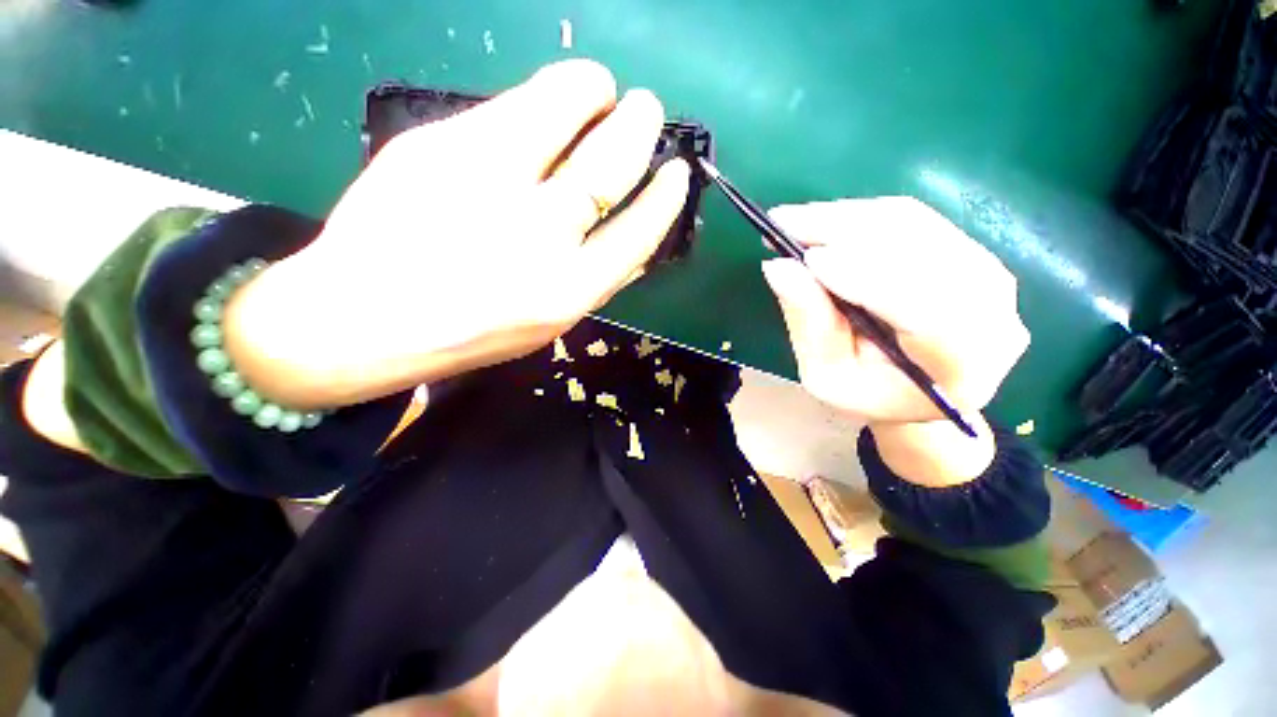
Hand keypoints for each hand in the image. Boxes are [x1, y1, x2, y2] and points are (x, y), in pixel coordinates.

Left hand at [227, 60, 690, 406]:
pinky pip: (508, 107)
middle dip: (638, 125)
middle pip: (608, 164)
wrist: (363, 318)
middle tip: (645, 107)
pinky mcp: (439, 145)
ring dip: (592, 89)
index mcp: (568, 290)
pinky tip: (543, 104)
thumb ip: (596, 280)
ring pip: (562, 109)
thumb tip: (636, 236)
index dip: (664, 198)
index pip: (638, 233)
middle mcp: (537, 236)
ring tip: (600, 87)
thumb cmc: (470, 331)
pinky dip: (541, 96)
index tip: (676, 172)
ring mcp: (486, 183)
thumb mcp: (549, 322)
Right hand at [761, 197, 1029, 483]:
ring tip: (793, 221)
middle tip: (782, 223)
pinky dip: (859, 216)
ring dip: (845, 217)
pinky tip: (822, 223)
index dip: (865, 276)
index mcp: (964, 362)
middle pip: (920, 250)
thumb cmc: (868, 393)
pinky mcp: (966, 249)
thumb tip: (778, 267)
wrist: (913, 389)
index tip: (805, 259)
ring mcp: (985, 271)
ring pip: (913, 224)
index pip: (924, 307)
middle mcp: (992, 308)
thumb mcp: (828, 375)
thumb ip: (810, 325)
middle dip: (843, 232)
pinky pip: (911, 219)